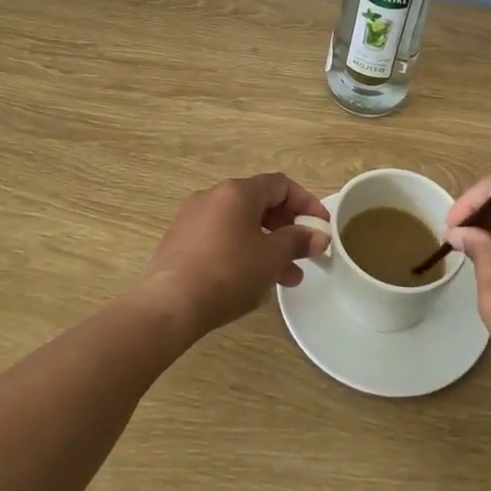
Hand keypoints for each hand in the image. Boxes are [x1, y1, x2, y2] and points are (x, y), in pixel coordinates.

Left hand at [137, 174, 330, 338]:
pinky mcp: (181, 241)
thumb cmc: (228, 273)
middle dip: (286, 228)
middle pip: (260, 203)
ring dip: (267, 245)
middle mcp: (213, 196)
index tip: (321, 227)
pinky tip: (252, 281)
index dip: (306, 203)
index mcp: (237, 191)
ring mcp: (193, 218)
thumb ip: (297, 241)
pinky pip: (222, 237)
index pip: (280, 185)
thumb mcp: (271, 258)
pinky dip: (243, 251)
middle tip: (303, 253)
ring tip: (286, 277)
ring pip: (241, 224)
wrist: (169, 305)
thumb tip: (319, 235)